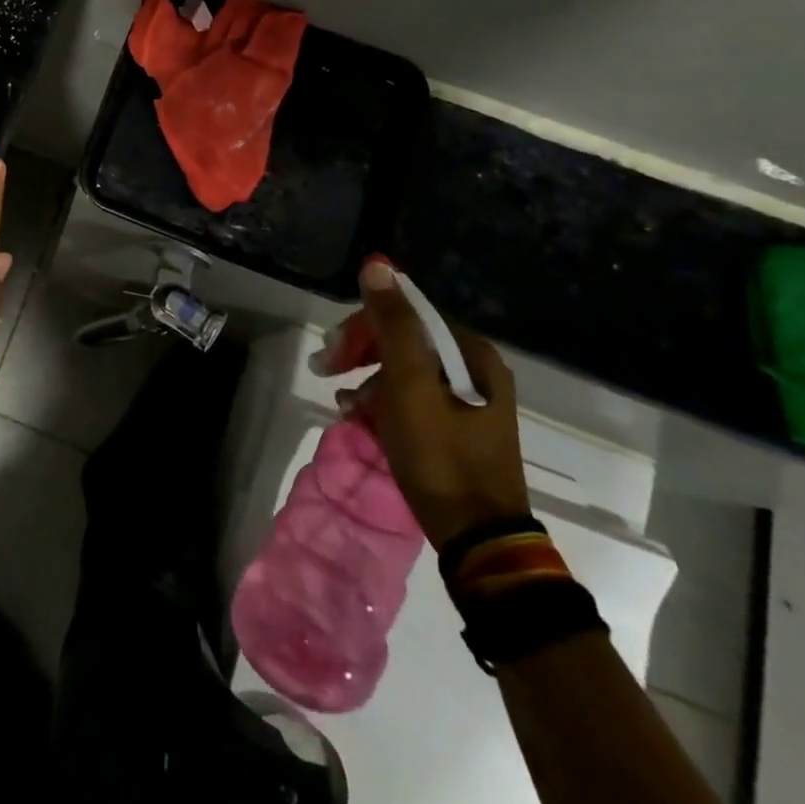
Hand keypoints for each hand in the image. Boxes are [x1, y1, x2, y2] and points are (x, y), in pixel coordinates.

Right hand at [348, 258, 529, 548]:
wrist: (478, 538)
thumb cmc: (441, 456)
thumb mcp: (409, 385)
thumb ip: (392, 324)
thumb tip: (377, 265)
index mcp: (470, 354)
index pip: (407, 314)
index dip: (363, 325)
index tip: (332, 352)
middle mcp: (474, 370)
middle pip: (404, 341)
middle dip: (361, 353)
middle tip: (326, 371)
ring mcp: (467, 402)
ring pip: (402, 371)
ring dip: (367, 381)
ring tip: (345, 405)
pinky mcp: (456, 429)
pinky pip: (410, 400)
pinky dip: (382, 404)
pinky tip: (360, 419)